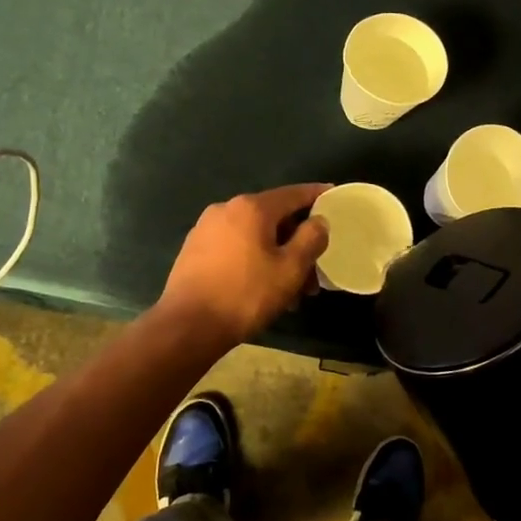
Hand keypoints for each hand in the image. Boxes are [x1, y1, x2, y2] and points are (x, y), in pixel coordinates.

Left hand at [159, 185, 331, 345]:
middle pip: (274, 218)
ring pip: (254, 236)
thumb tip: (318, 221)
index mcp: (252, 208)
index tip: (333, 195)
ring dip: (277, 257)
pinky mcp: (194, 250)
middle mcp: (226, 209)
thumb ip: (311, 239)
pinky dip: (254, 260)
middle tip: (314, 272)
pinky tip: (263, 289)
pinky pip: (235, 247)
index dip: (317, 195)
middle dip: (297, 243)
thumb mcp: (290, 269)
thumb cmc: (246, 295)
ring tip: (291, 293)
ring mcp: (206, 229)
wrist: (187, 327)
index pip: (293, 193)